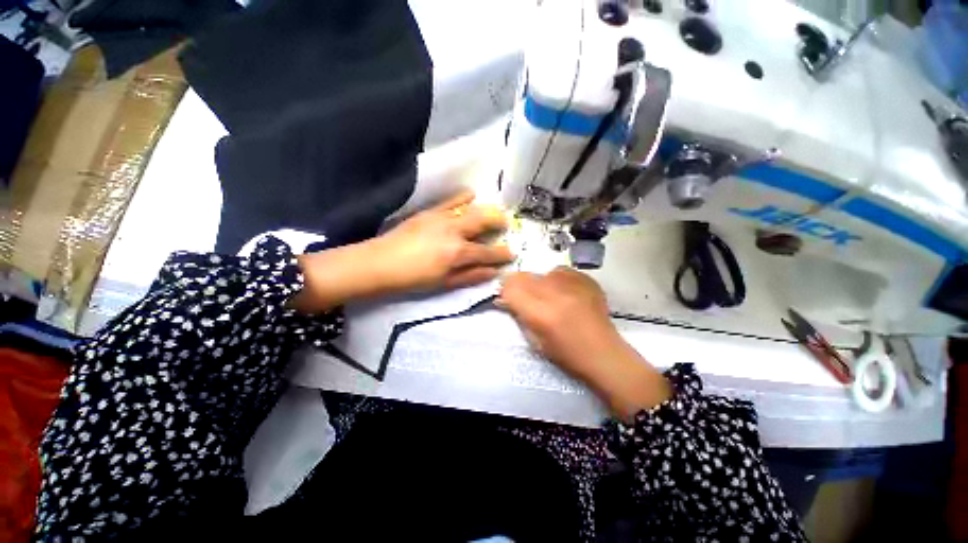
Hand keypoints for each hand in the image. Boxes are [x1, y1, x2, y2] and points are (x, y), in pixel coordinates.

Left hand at [368, 190, 514, 290]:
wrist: (380, 263)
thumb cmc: (414, 279)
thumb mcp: (445, 283)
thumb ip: (471, 276)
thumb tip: (493, 272)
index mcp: (458, 252)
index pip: (487, 252)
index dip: (502, 254)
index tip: (512, 253)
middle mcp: (454, 230)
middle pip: (484, 219)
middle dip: (499, 220)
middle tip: (505, 224)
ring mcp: (441, 217)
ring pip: (471, 207)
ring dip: (485, 209)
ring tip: (492, 212)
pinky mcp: (429, 211)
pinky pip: (451, 200)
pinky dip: (463, 197)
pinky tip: (470, 197)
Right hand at [498, 267, 671, 420]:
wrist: (604, 354)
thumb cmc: (566, 355)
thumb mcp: (534, 340)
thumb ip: (518, 315)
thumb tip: (504, 298)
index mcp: (540, 314)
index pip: (511, 288)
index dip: (505, 291)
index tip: (506, 297)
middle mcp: (555, 294)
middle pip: (524, 276)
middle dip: (518, 285)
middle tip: (524, 297)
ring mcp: (574, 285)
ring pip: (542, 272)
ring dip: (538, 283)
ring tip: (547, 296)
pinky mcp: (587, 280)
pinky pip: (562, 271)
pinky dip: (557, 280)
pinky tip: (563, 293)